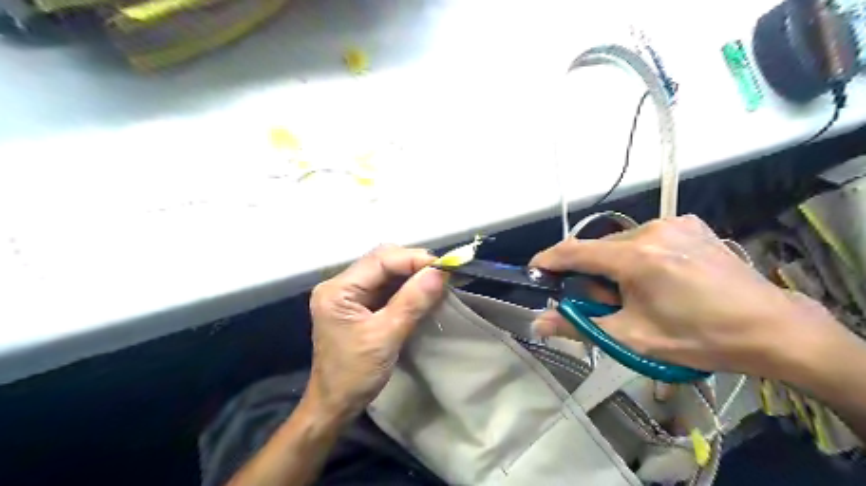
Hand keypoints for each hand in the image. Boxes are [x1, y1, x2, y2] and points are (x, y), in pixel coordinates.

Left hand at [308, 244, 446, 423]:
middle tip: (441, 274)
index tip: (443, 266)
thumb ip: (412, 302)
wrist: (335, 404)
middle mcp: (340, 284)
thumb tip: (439, 272)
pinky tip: (422, 291)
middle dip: (413, 263)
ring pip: (386, 271)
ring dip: (412, 274)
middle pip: (382, 260)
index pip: (380, 259)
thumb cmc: (355, 374)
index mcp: (338, 290)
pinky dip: (406, 286)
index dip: (413, 258)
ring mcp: (349, 293)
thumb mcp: (386, 337)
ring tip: (437, 281)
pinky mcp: (358, 304)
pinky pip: (386, 286)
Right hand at [531, 215, 842, 377]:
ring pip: (621, 242)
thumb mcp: (633, 337)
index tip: (534, 270)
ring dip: (614, 265)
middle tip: (606, 304)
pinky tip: (659, 277)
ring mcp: (674, 222)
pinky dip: (638, 255)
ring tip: (638, 293)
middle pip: (599, 248)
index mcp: (636, 257)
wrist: (771, 328)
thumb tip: (537, 324)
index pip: (575, 251)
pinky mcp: (690, 223)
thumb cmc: (698, 337)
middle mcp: (651, 229)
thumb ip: (579, 326)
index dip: (548, 260)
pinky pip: (645, 236)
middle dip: (591, 274)